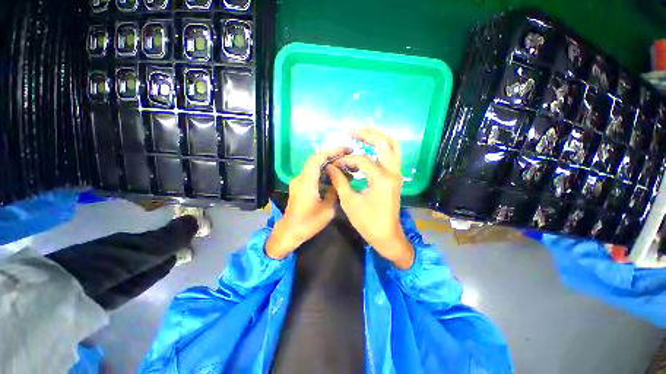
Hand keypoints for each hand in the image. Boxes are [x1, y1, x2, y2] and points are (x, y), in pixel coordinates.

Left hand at [266, 147, 348, 259]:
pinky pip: (312, 173)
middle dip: (332, 155)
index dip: (332, 151)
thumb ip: (334, 192)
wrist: (289, 232)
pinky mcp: (299, 186)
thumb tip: (338, 182)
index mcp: (307, 182)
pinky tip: (333, 175)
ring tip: (343, 163)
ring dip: (328, 162)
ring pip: (314, 166)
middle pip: (316, 160)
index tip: (346, 149)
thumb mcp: (327, 210)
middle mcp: (300, 178)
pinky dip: (323, 171)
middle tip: (348, 155)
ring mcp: (298, 181)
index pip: (318, 158)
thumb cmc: (308, 223)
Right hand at [326, 127, 414, 268]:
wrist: (387, 235)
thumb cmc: (367, 222)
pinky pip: (393, 155)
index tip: (335, 164)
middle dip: (367, 133)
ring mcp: (397, 174)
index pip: (362, 160)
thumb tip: (330, 167)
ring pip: (393, 145)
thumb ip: (340, 181)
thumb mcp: (349, 202)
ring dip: (378, 137)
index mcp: (382, 179)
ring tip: (361, 134)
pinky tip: (370, 147)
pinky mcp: (396, 177)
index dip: (346, 160)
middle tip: (351, 131)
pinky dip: (382, 147)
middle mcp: (393, 172)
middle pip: (384, 142)